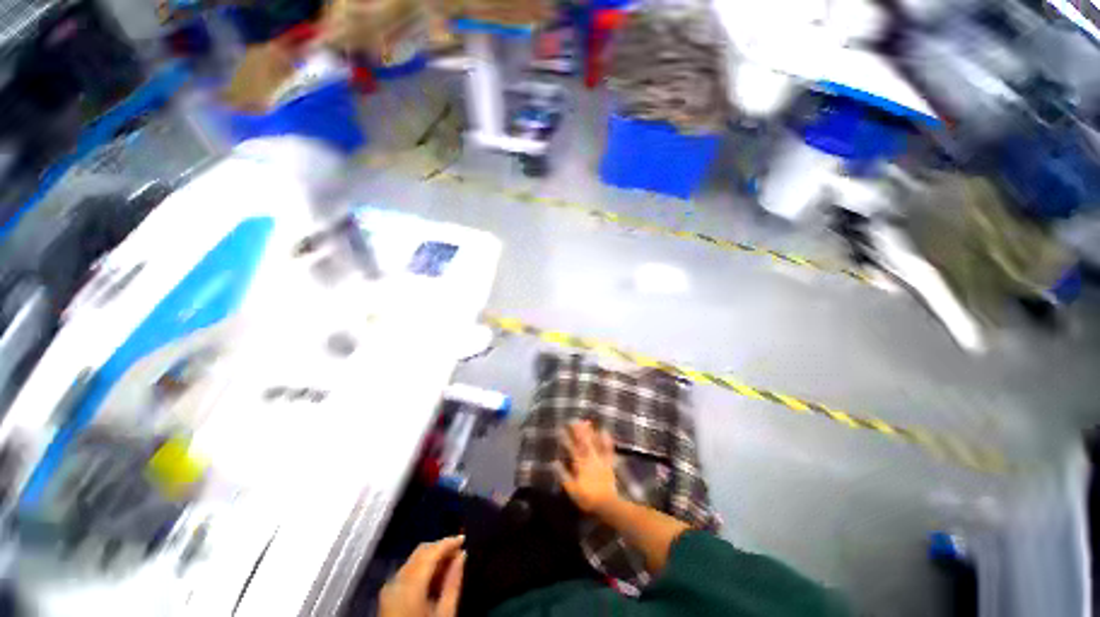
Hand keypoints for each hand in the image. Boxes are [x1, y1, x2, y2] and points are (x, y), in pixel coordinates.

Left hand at [379, 536, 465, 616]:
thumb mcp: (444, 615)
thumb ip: (453, 583)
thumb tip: (462, 555)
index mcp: (409, 586)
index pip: (430, 552)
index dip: (448, 542)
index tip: (464, 539)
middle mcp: (396, 581)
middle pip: (420, 552)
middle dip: (440, 548)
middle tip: (459, 553)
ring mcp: (389, 588)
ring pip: (413, 560)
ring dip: (432, 558)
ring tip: (450, 564)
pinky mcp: (387, 595)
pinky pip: (407, 572)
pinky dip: (423, 568)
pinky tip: (435, 577)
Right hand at [556, 421, 620, 514]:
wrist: (607, 504)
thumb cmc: (587, 498)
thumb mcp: (571, 489)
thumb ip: (563, 475)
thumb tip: (554, 462)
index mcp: (580, 464)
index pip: (571, 448)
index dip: (566, 438)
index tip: (560, 428)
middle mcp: (590, 458)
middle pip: (583, 441)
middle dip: (578, 430)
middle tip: (574, 419)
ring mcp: (600, 459)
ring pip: (595, 442)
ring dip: (590, 432)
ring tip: (587, 421)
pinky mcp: (608, 463)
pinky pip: (608, 449)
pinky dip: (606, 440)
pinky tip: (605, 431)